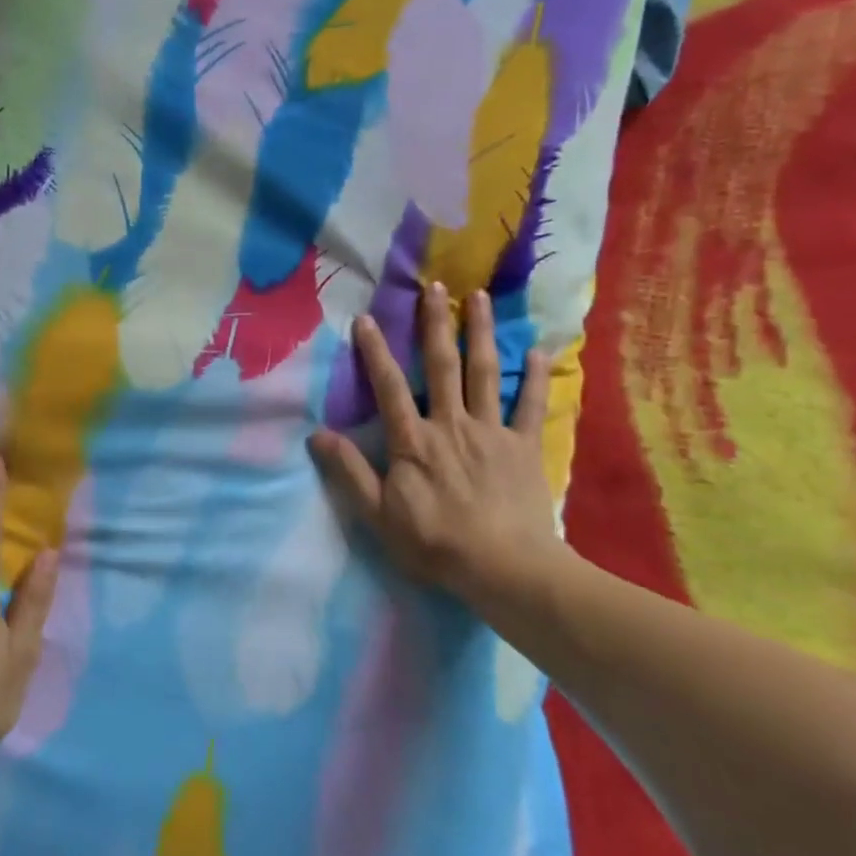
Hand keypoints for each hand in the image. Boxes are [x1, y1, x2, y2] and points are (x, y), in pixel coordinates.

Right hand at [308, 284, 569, 615]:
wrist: (505, 569)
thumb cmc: (435, 544)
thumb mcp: (378, 515)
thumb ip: (349, 472)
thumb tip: (316, 435)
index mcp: (414, 441)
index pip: (389, 386)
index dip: (374, 351)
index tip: (365, 318)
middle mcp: (452, 424)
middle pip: (443, 365)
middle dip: (436, 324)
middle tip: (435, 286)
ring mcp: (492, 432)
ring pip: (486, 373)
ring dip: (482, 333)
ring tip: (481, 298)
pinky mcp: (525, 447)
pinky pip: (530, 406)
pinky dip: (535, 378)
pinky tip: (539, 351)